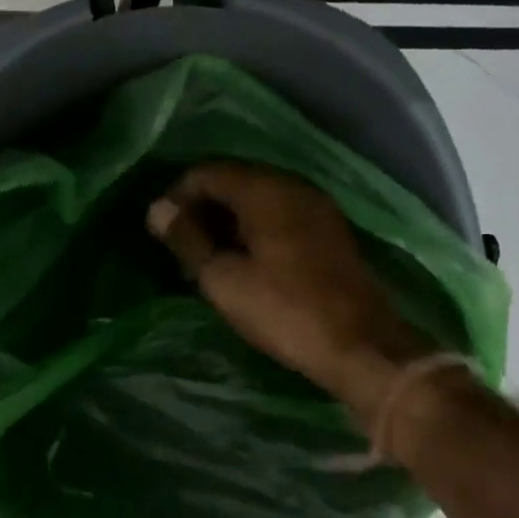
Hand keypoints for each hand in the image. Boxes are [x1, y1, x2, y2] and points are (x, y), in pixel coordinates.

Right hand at [146, 162, 425, 412]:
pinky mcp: (329, 230)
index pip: (208, 172)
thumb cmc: (284, 310)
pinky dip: (254, 228)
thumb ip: (188, 239)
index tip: (161, 229)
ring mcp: (317, 207)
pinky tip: (243, 258)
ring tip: (207, 254)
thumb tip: (157, 209)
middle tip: (181, 244)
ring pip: (259, 198)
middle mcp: (293, 186)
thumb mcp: (223, 279)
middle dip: (203, 206)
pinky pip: (280, 214)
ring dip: (228, 219)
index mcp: (265, 190)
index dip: (177, 195)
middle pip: (235, 180)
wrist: (360, 345)